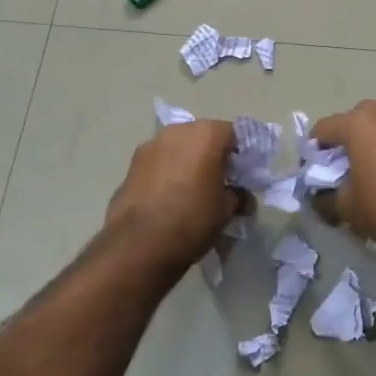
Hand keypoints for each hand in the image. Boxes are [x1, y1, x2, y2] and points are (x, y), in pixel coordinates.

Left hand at [105, 120, 249, 272]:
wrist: (138, 244)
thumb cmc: (192, 219)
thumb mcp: (226, 211)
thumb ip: (238, 196)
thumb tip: (240, 196)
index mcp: (206, 134)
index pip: (234, 134)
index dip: (242, 155)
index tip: (243, 177)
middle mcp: (178, 131)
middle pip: (203, 137)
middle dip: (213, 156)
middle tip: (220, 183)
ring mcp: (151, 145)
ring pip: (178, 148)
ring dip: (187, 163)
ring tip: (192, 192)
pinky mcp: (131, 164)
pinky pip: (158, 163)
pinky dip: (167, 173)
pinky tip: (168, 199)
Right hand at [308, 101, 375, 250]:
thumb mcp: (346, 208)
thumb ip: (324, 198)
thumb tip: (318, 196)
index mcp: (359, 124)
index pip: (323, 129)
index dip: (312, 151)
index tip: (312, 173)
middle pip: (354, 119)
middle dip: (345, 137)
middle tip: (342, 165)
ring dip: (371, 141)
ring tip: (369, 170)